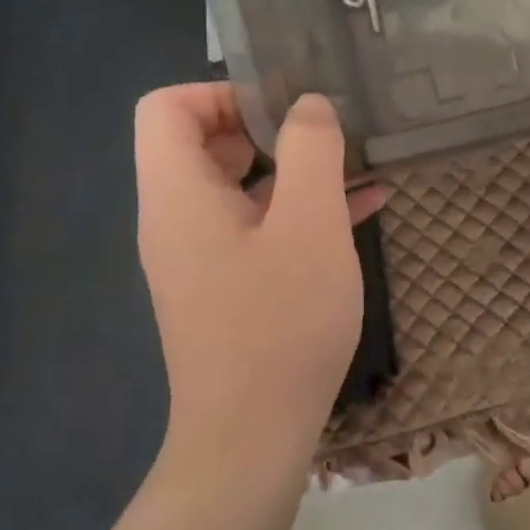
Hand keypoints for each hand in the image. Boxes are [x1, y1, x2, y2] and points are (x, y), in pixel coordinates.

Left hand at [133, 84, 385, 479]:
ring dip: (295, 171)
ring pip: (239, 188)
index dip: (222, 92)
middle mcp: (177, 220)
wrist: (252, 437)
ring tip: (358, 166)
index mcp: (177, 194)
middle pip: (203, 144)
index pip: (167, 107)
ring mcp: (201, 257)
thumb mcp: (309, 225)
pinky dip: (299, 212)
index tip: (284, 110)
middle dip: (268, 128)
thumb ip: (311, 151)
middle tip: (325, 135)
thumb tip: (308, 106)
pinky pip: (257, 229)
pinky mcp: (227, 287)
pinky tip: (362, 209)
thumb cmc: (280, 323)